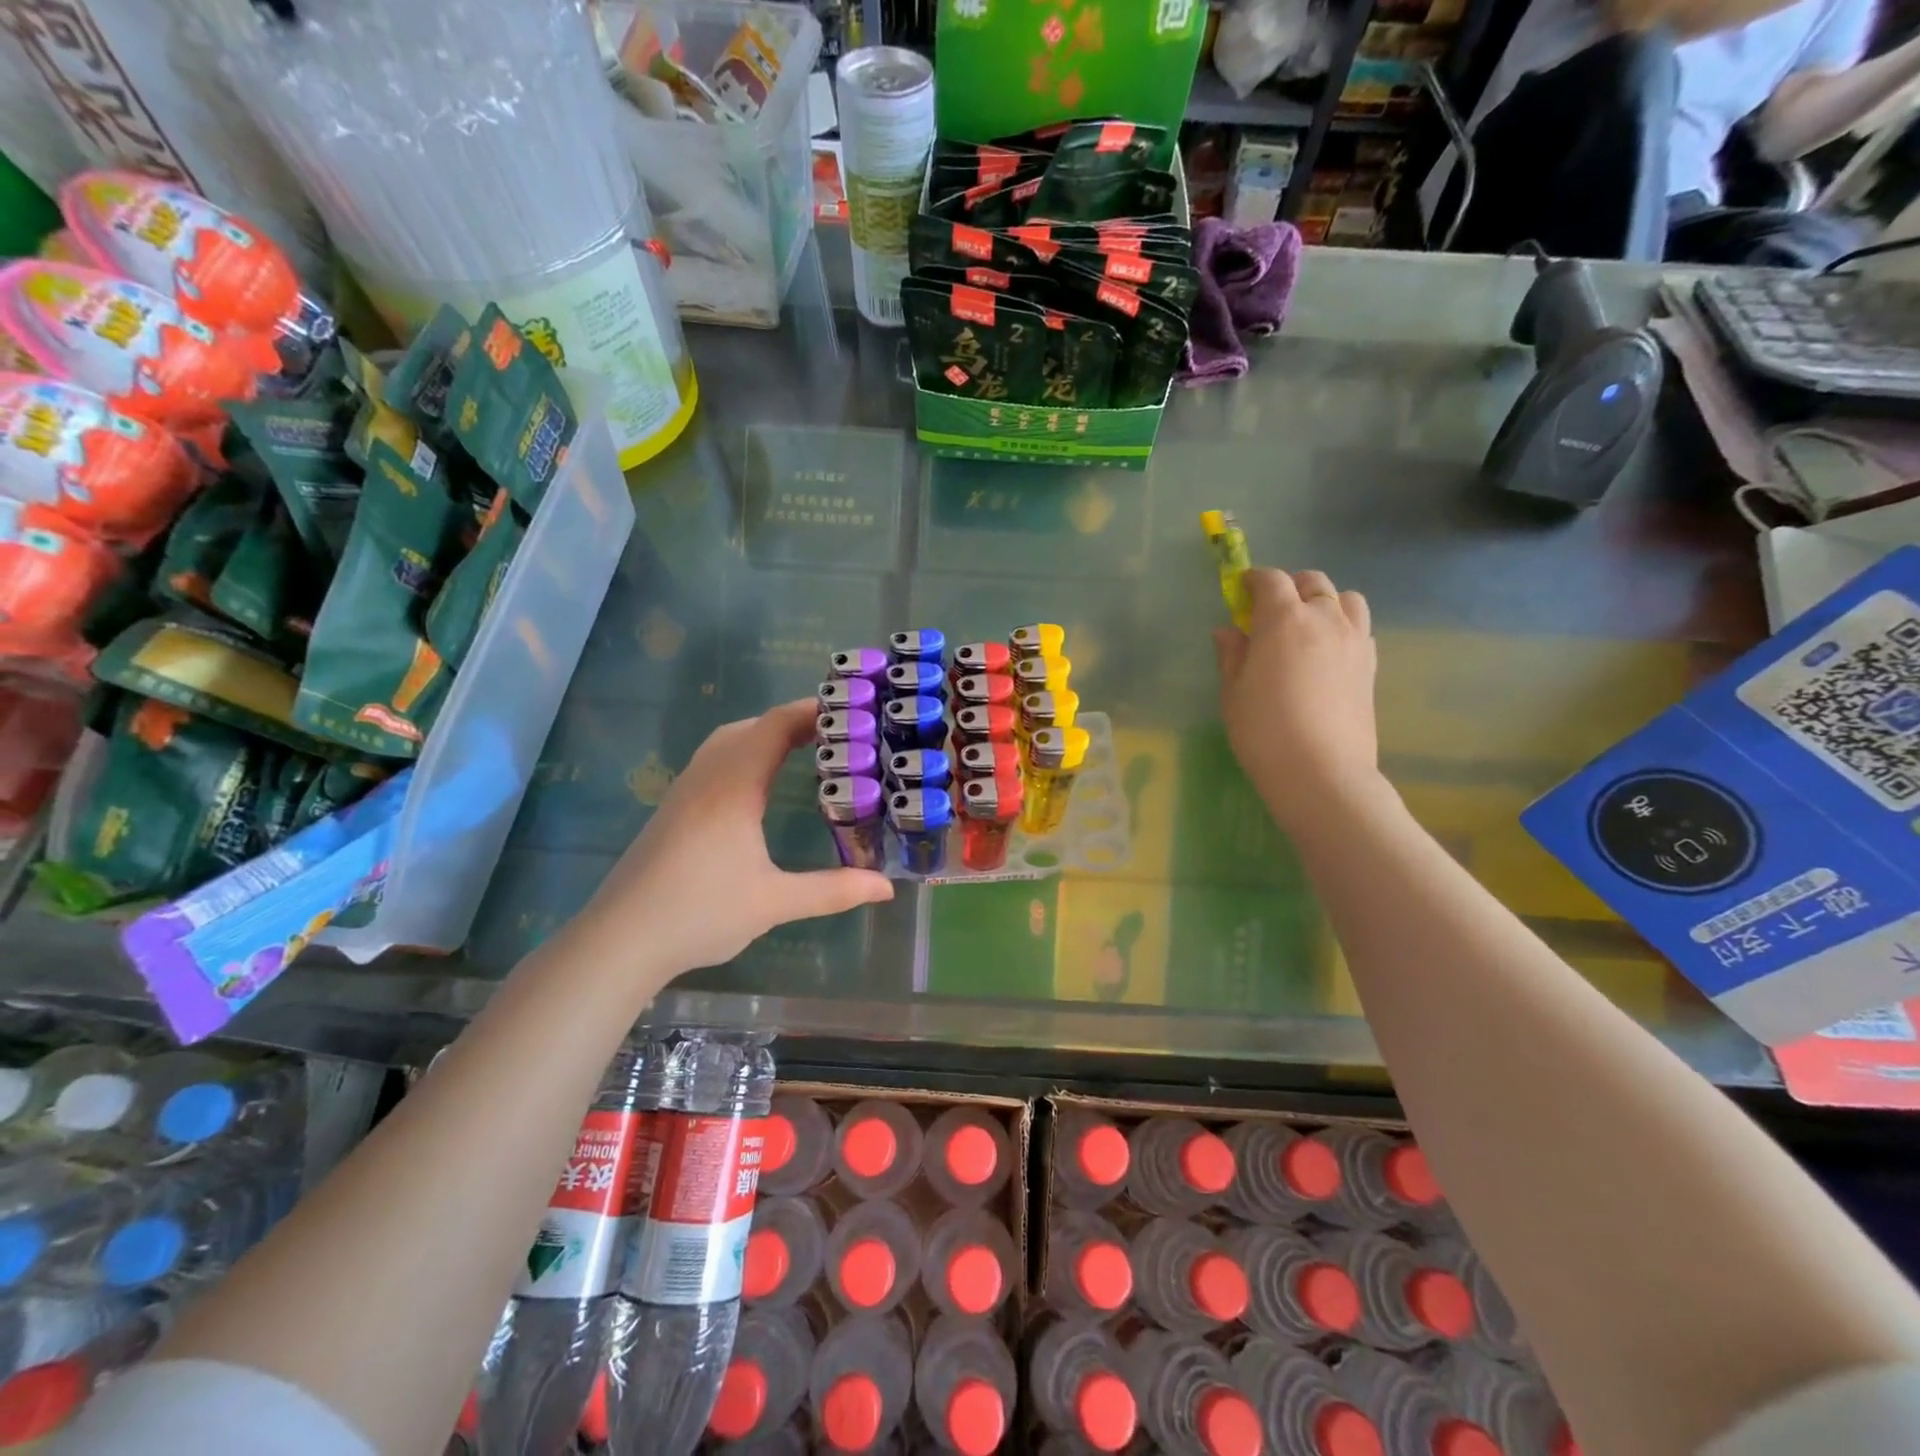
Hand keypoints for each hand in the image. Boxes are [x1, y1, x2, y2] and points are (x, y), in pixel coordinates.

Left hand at [573, 700, 893, 978]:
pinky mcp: (672, 809)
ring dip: (764, 735)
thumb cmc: (700, 913)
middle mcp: (707, 777)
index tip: (849, 711)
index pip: (775, 727)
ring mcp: (684, 791)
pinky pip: (713, 761)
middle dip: (793, 721)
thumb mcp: (775, 903)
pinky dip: (743, 753)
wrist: (620, 939)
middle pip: (751, 726)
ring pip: (727, 741)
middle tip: (836, 735)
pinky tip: (756, 785)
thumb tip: (887, 888)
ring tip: (802, 750)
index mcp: (733, 787)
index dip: (811, 712)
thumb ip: (833, 891)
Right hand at [1214, 568, 1384, 832]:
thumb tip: (1228, 631)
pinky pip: (1360, 628)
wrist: (1321, 771)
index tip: (1240, 591)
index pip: (1271, 580)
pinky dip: (1343, 627)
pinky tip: (1327, 653)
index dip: (1253, 580)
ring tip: (1307, 626)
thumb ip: (1232, 655)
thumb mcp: (1233, 692)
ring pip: (1346, 599)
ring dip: (1324, 602)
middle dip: (1290, 586)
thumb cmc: (1263, 730)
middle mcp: (1324, 618)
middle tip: (1270, 610)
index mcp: (1283, 619)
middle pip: (1312, 582)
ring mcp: (1354, 640)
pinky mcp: (1371, 664)